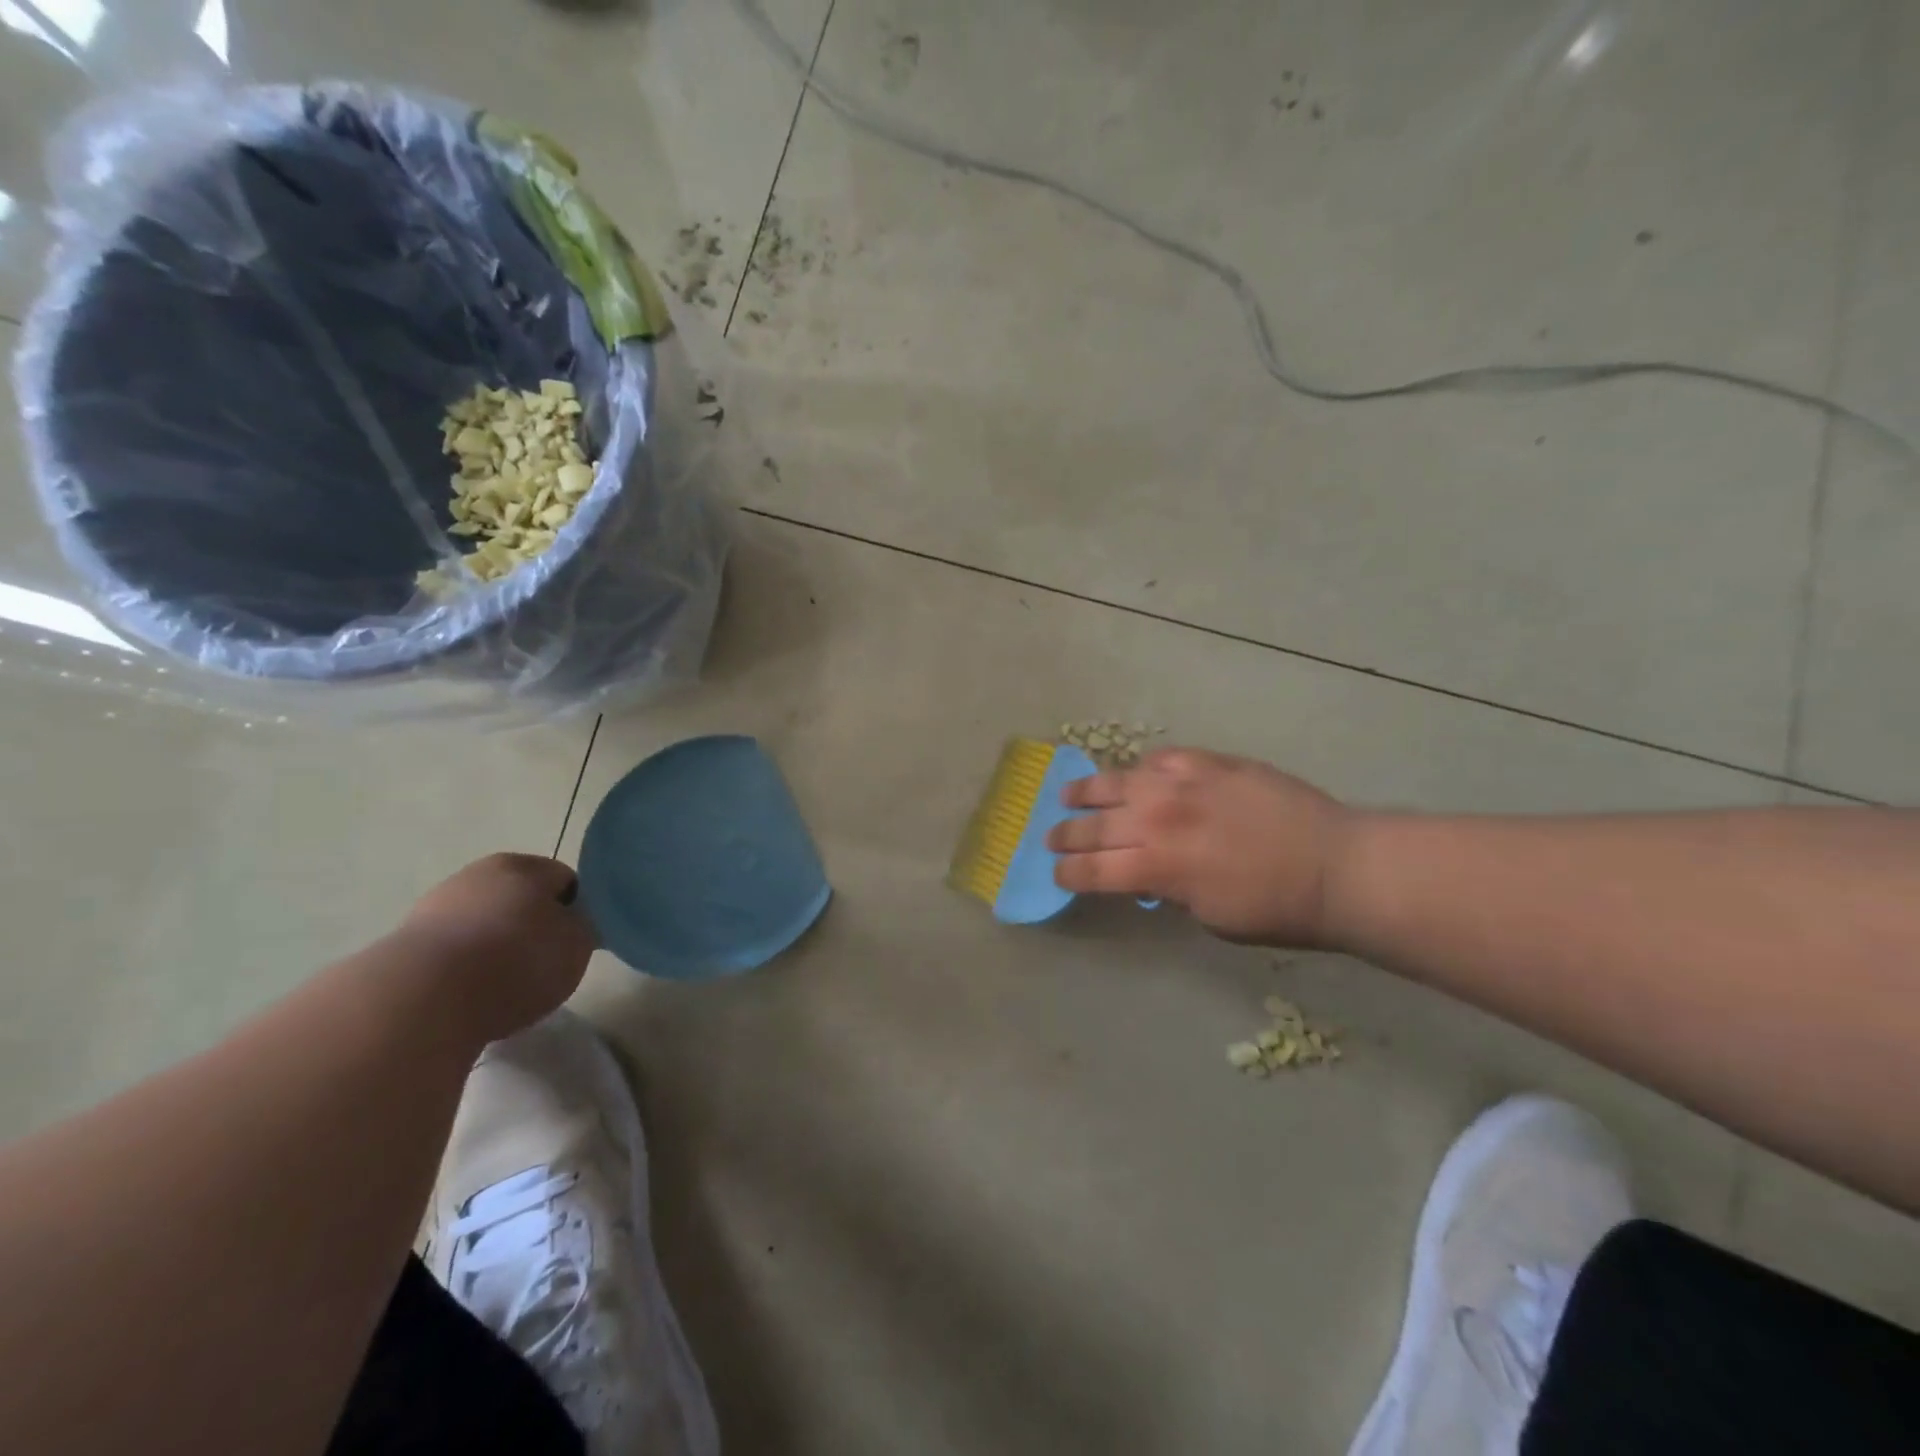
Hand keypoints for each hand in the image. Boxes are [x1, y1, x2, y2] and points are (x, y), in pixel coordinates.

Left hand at [398, 853, 596, 1041]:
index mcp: (523, 865)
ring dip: (494, 949)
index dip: (577, 911)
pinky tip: (469, 997)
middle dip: (532, 927)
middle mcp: (476, 874)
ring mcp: (434, 907)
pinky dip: (463, 970)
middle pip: (519, 899)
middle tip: (544, 966)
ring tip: (504, 989)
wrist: (421, 1000)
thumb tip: (575, 925)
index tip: (577, 944)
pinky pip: (451, 953)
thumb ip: (584, 928)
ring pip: (482, 925)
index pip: (565, 880)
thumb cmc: (517, 961)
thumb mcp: (578, 945)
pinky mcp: (402, 945)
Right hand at [1046, 748, 1353, 945]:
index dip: (1068, 873)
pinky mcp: (1210, 763)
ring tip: (1069, 794)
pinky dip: (1143, 770)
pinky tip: (1137, 776)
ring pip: (1118, 782)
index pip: (1092, 869)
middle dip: (1067, 835)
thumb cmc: (1275, 908)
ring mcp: (1184, 784)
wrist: (1336, 866)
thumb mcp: (1209, 918)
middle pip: (1095, 825)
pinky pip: (1161, 760)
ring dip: (1087, 791)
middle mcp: (1159, 820)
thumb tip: (1150, 874)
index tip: (1057, 873)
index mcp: (1157, 867)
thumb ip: (1168, 890)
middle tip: (1052, 837)